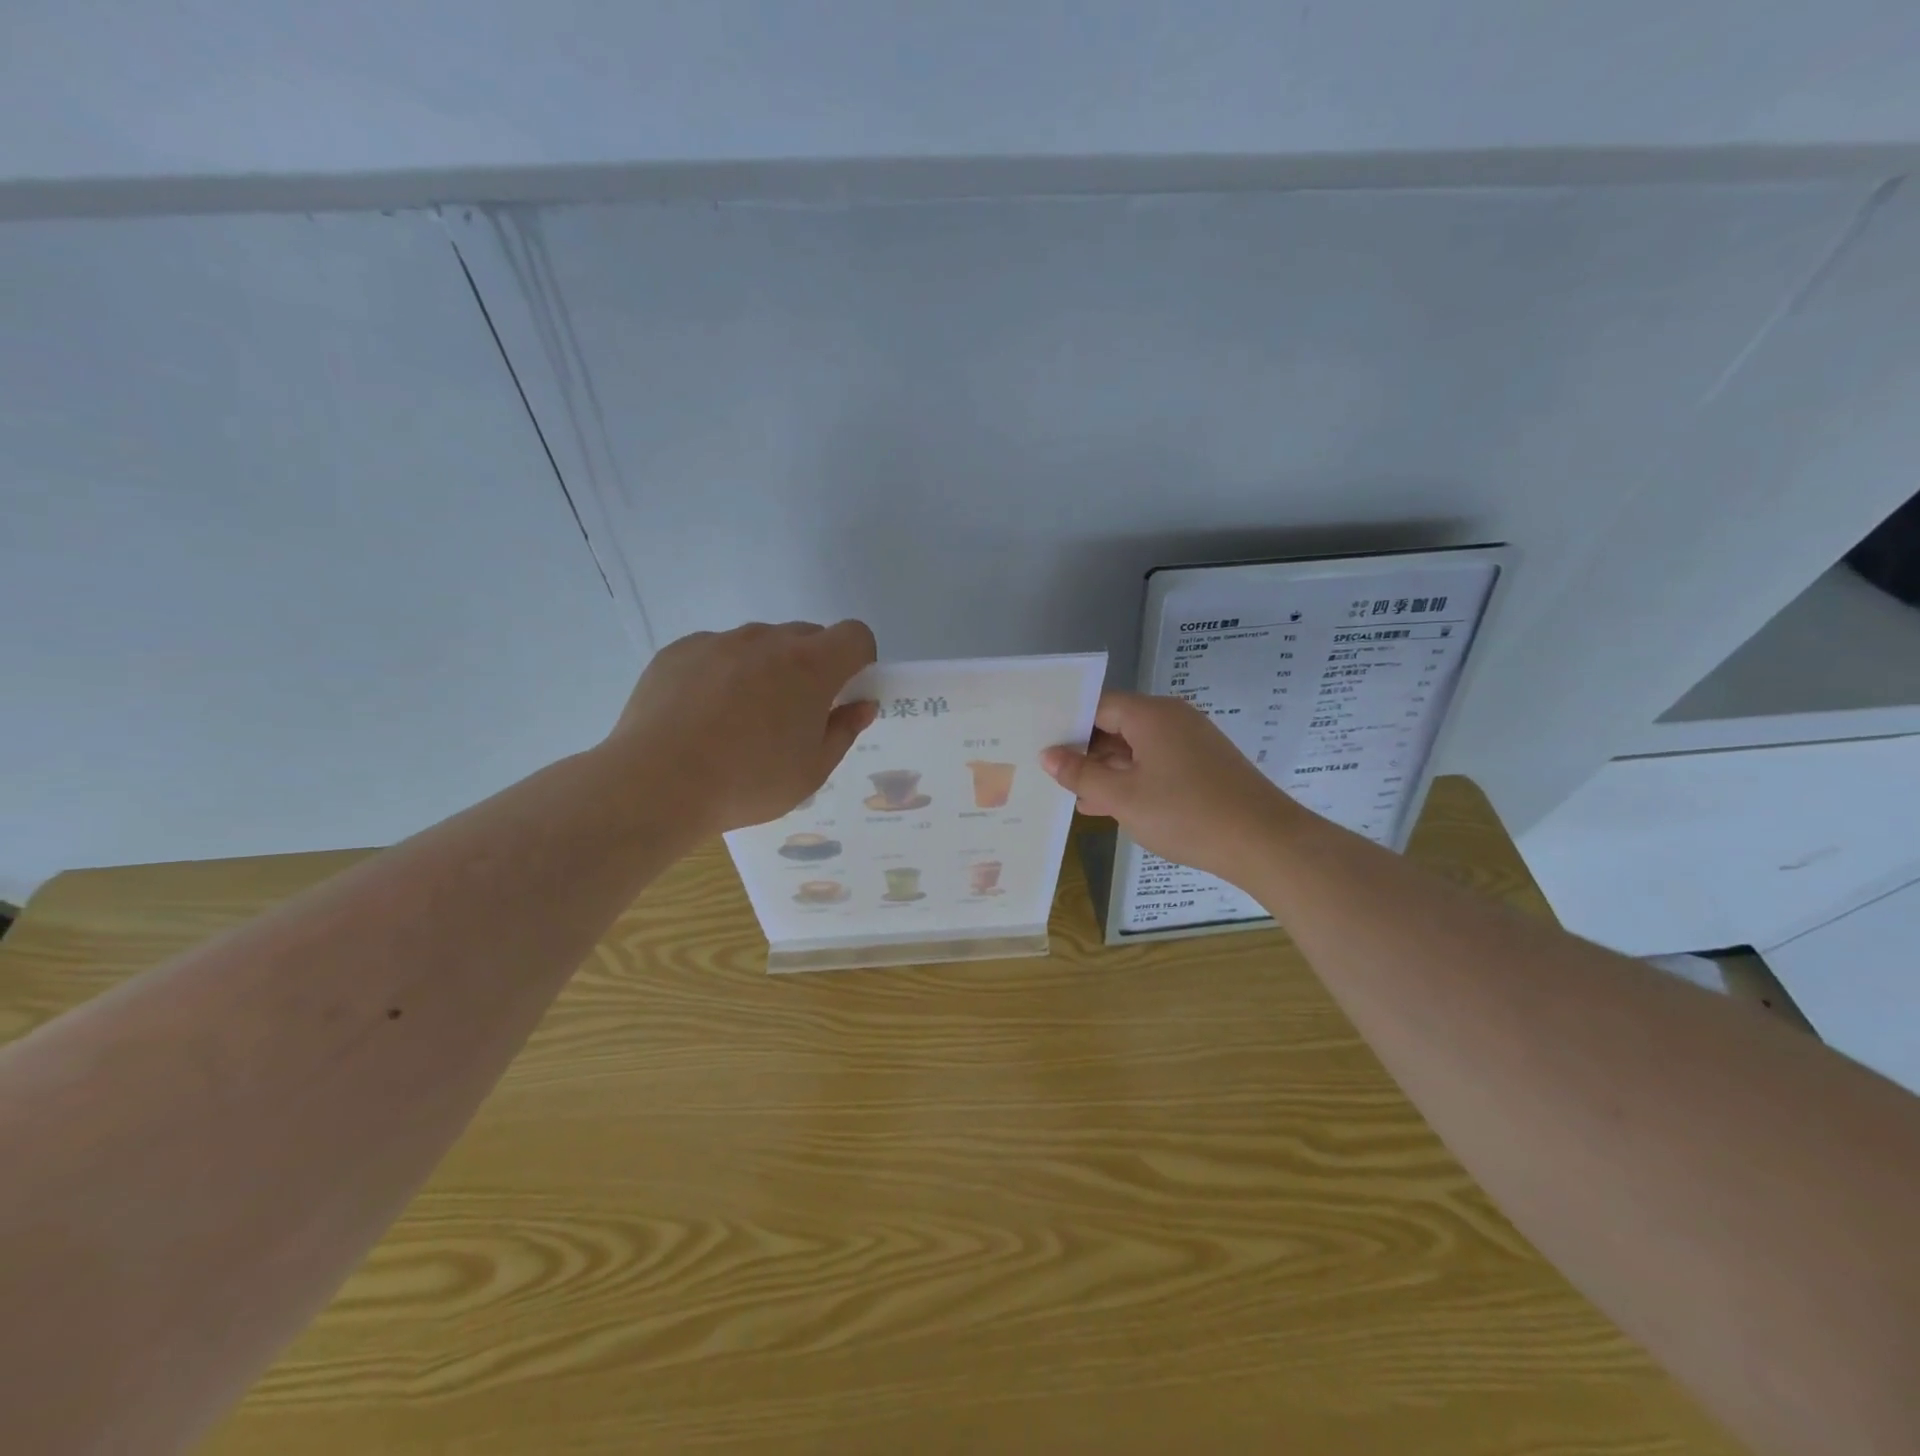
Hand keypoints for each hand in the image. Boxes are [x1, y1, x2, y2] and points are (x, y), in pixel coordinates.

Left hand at [608, 620, 878, 836]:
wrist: (657, 784)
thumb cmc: (748, 782)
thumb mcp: (812, 771)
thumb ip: (844, 730)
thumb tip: (862, 705)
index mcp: (810, 666)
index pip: (855, 635)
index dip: (859, 659)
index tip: (844, 691)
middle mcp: (767, 641)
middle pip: (807, 636)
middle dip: (812, 665)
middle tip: (793, 713)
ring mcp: (720, 641)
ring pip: (760, 643)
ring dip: (765, 667)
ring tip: (739, 717)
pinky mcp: (680, 650)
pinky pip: (717, 651)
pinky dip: (722, 672)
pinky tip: (702, 714)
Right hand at [1039, 691, 1304, 882]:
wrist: (1264, 842)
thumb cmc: (1186, 814)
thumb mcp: (1122, 797)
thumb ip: (1081, 774)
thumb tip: (1048, 755)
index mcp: (1151, 715)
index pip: (1098, 706)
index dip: (1069, 725)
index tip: (1043, 747)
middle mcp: (1173, 719)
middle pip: (1117, 725)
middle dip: (1086, 752)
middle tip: (1054, 776)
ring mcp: (1192, 742)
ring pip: (1137, 748)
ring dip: (1109, 771)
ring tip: (1078, 798)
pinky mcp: (1205, 766)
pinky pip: (1158, 763)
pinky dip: (1134, 780)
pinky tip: (1114, 807)